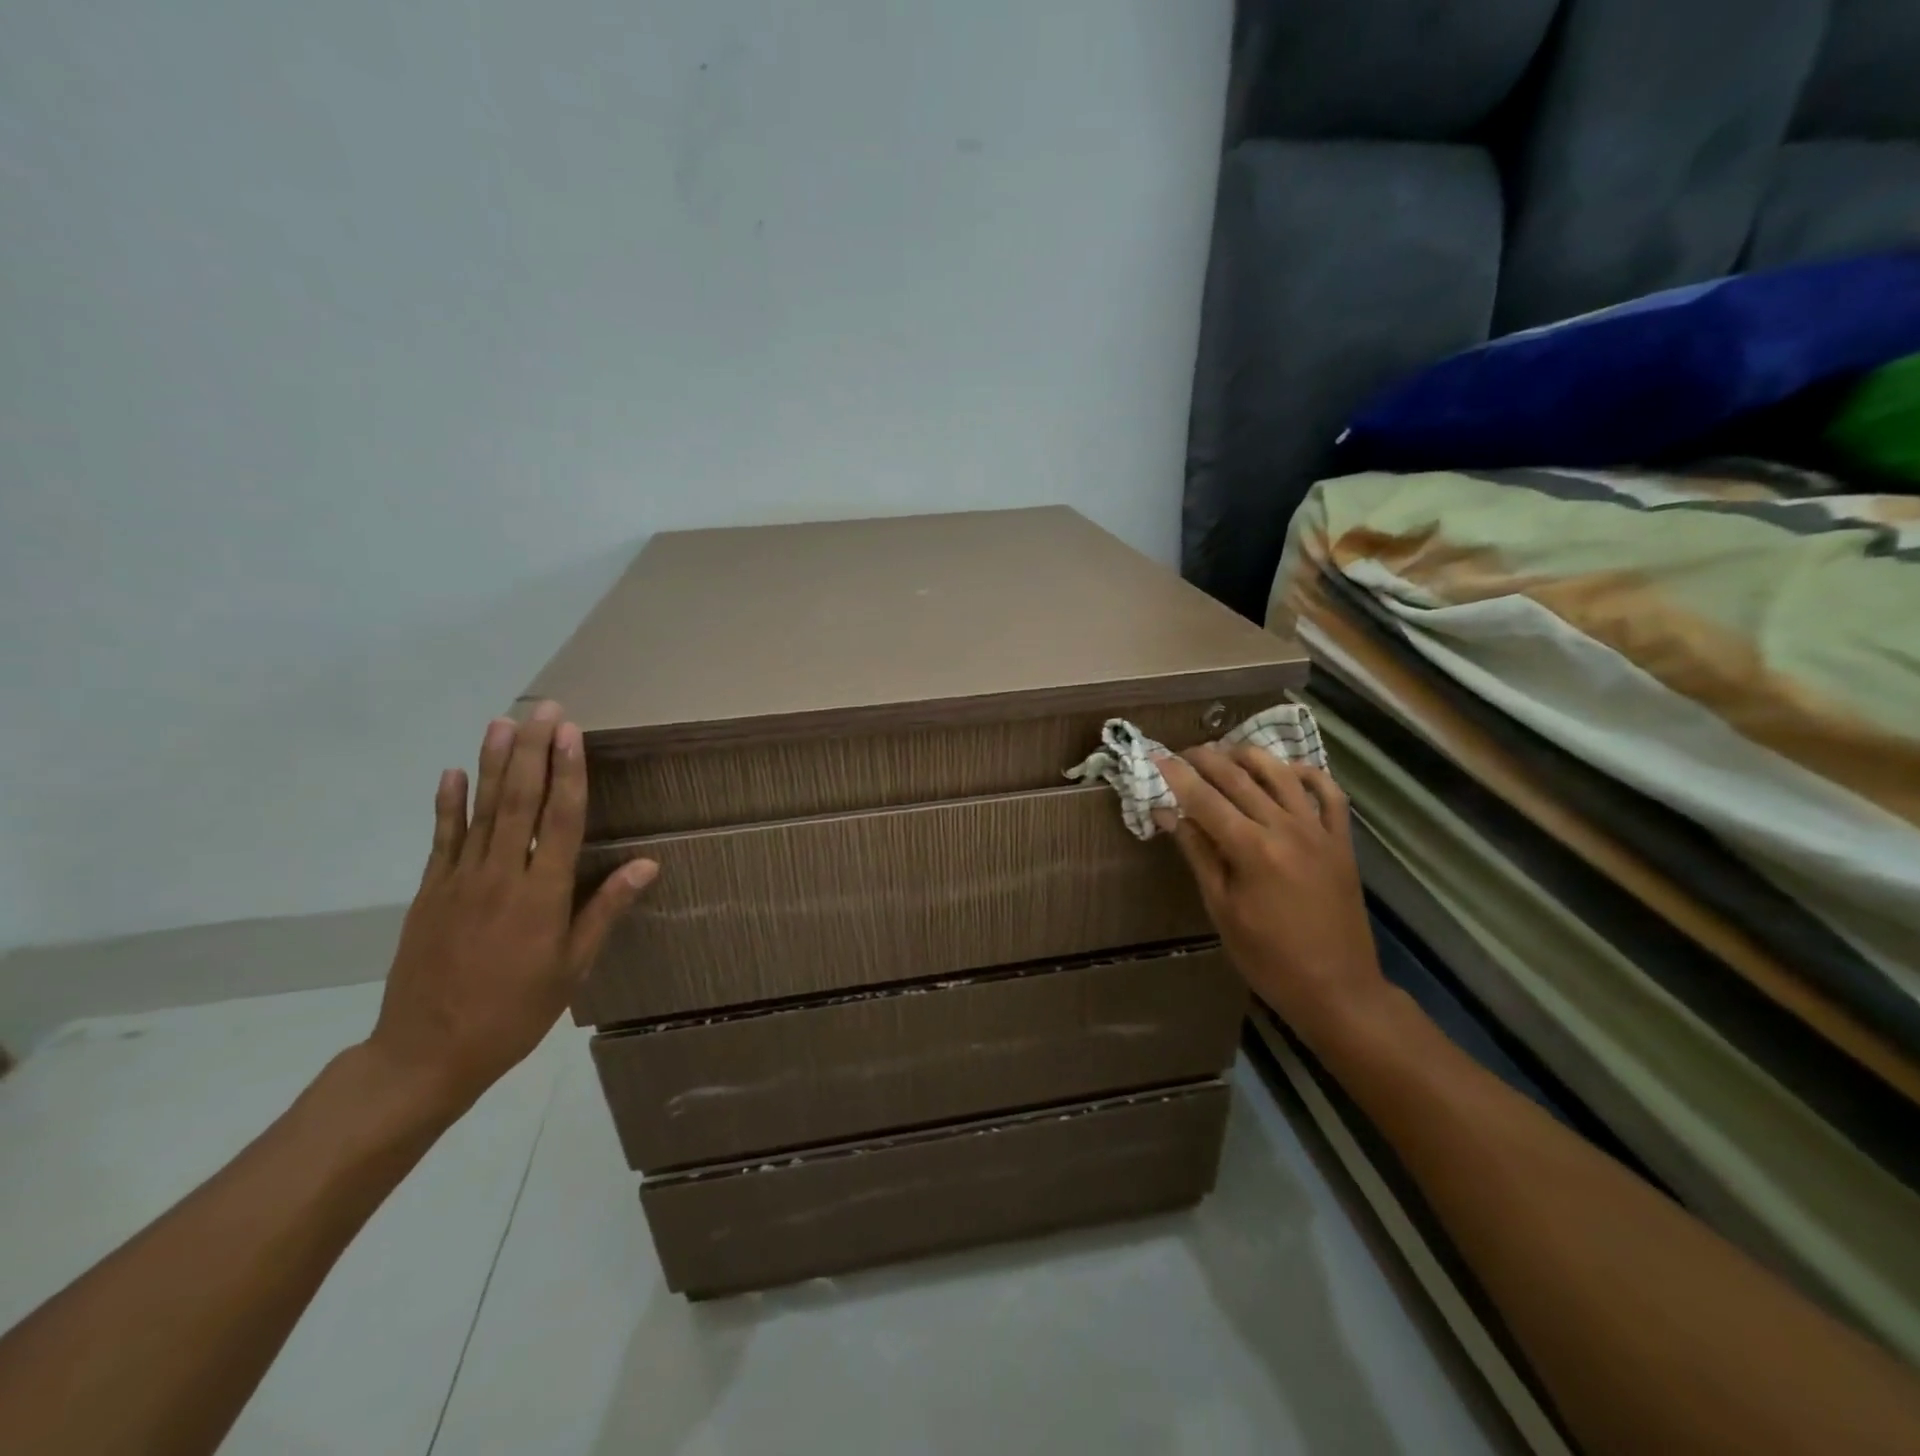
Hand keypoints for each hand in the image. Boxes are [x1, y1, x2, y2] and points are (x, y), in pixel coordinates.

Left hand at [365, 701, 657, 1114]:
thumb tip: (647, 864)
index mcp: (542, 895)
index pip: (560, 820)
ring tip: (502, 722)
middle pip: (519, 801)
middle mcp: (501, 876)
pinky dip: (447, 804)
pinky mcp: (430, 891)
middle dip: (532, 751)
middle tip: (543, 709)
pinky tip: (452, 773)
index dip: (568, 773)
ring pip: (480, 810)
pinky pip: (441, 839)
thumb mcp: (573, 966)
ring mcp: (459, 880)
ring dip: (492, 763)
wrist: (427, 1052)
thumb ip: (605, 909)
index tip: (572, 733)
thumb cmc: (516, 1011)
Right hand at [1157, 745, 1383, 1047]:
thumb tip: (1168, 815)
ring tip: (1227, 751)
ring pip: (1282, 775)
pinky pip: (1329, 794)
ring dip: (1251, 756)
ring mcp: (1319, 831)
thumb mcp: (1220, 908)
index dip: (1178, 776)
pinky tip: (1288, 769)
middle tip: (1184, 752)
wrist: (1337, 988)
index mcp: (1251, 849)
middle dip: (1208, 759)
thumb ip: (1198, 854)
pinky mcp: (1341, 841)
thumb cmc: (1267, 957)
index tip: (1157, 757)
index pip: (1205, 799)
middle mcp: (1286, 828)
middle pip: (1240, 779)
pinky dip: (1308, 774)